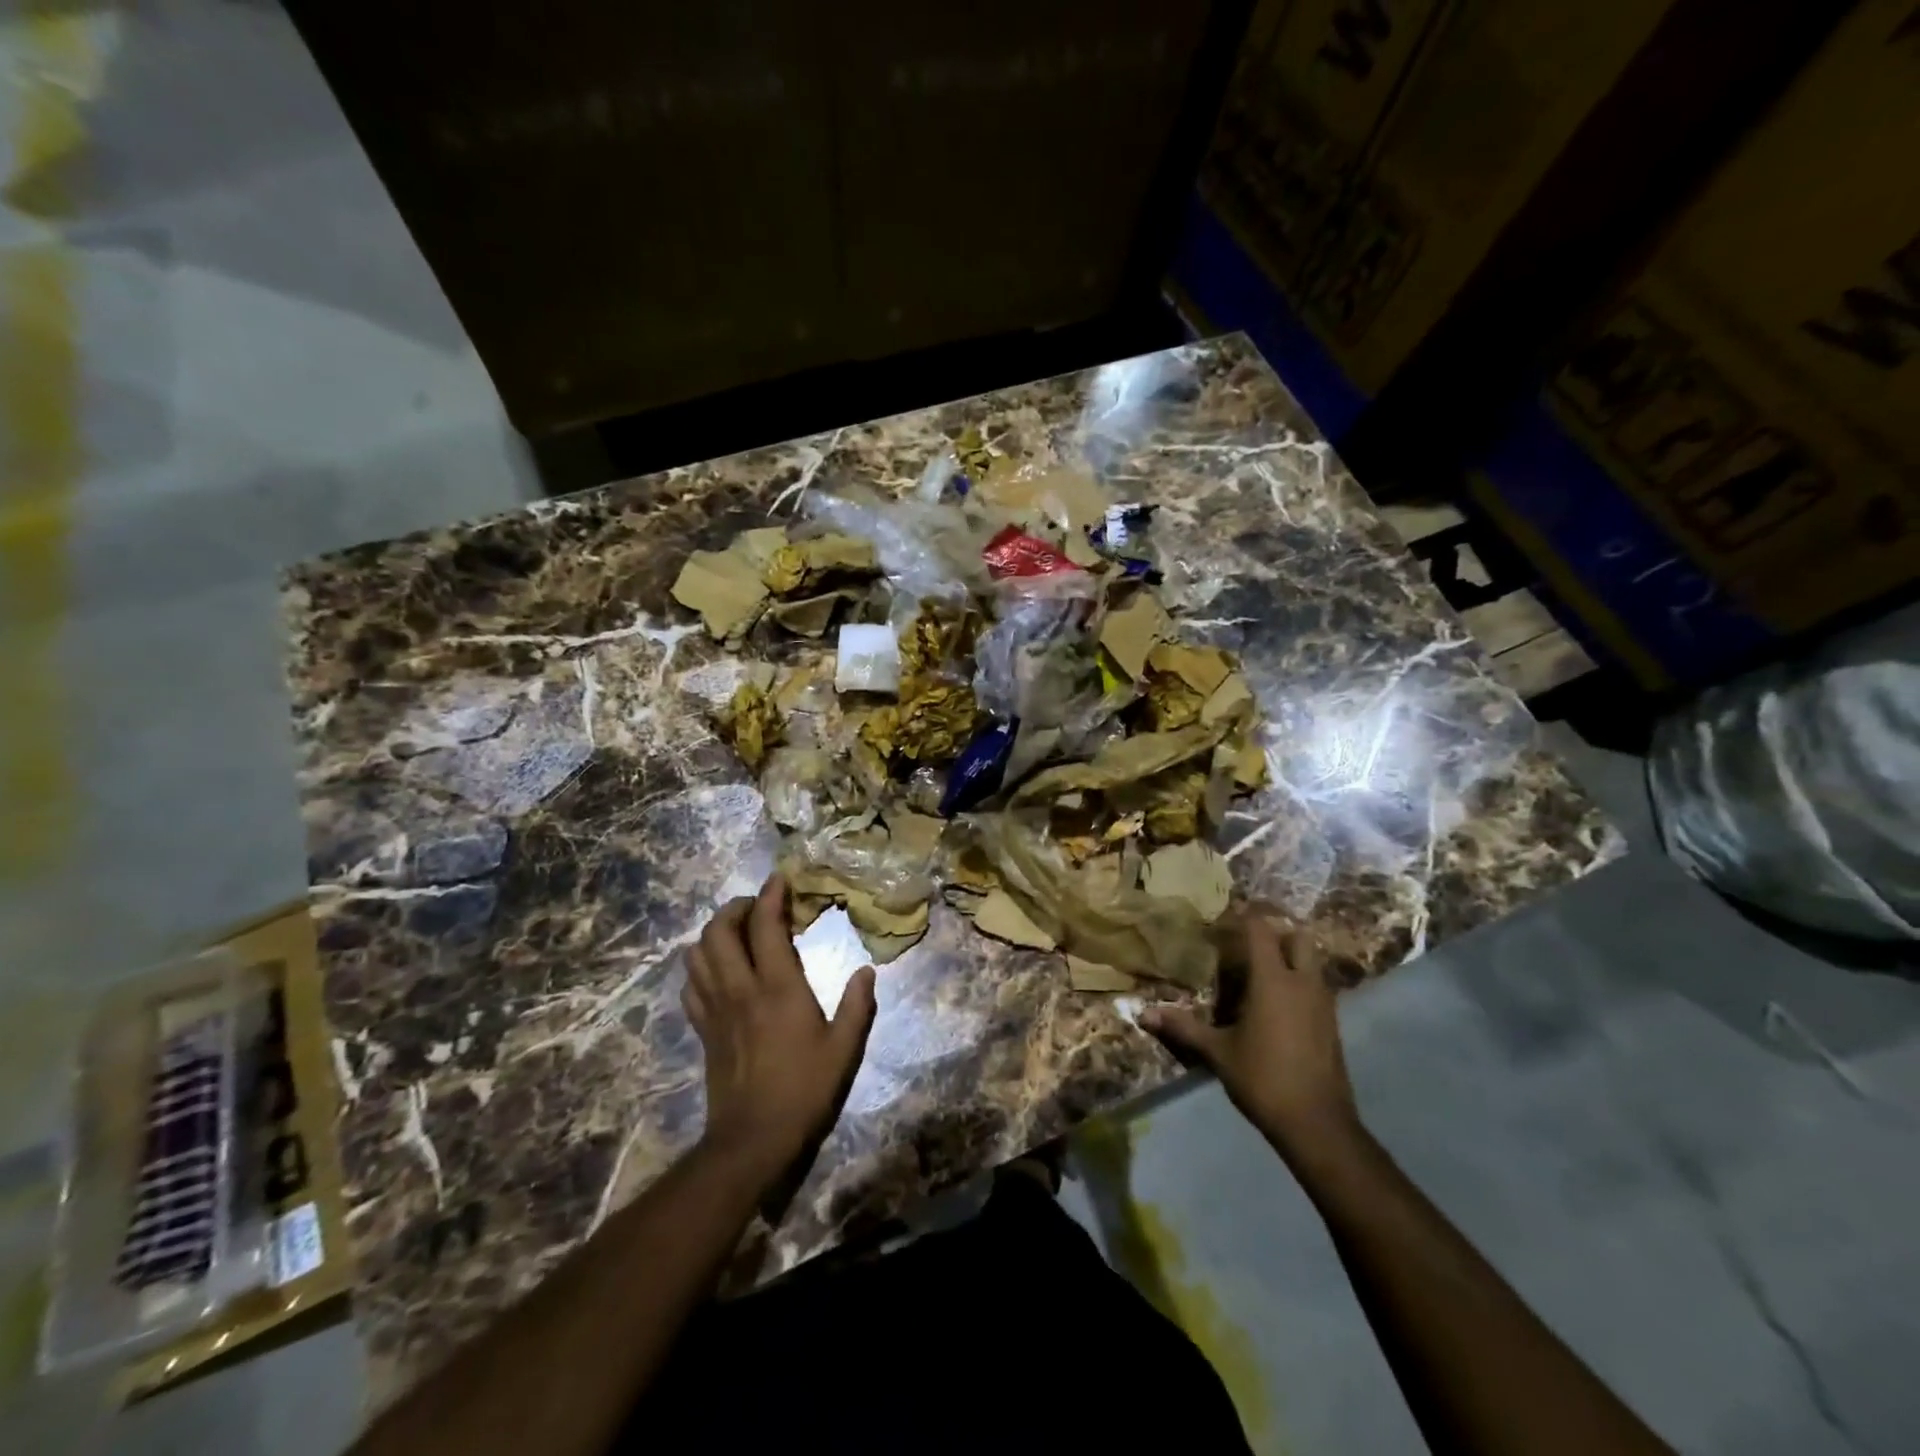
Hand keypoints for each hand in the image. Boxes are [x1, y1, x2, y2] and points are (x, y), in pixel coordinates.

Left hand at [682, 874, 877, 1182]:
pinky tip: (721, 971)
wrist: (752, 1139)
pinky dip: (701, 966)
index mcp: (778, 988)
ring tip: (738, 933)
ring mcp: (716, 1009)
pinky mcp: (703, 1029)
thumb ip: (857, 1006)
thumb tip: (867, 971)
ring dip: (714, 933)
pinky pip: (690, 985)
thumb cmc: (804, 1090)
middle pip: (718, 931)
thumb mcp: (844, 1049)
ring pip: (697, 954)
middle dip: (735, 908)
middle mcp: (740, 989)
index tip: (781, 880)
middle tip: (757, 907)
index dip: (771, 896)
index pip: (766, 926)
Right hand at [1142, 911, 1358, 1162]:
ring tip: (1258, 972)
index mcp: (1273, 981)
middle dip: (1275, 932)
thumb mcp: (1218, 1052)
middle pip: (1298, 937)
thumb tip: (1143, 1014)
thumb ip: (1183, 1027)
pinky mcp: (1332, 1024)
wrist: (1318, 1124)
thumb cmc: (1264, 1079)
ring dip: (1289, 957)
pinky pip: (1316, 986)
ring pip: (1311, 962)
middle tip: (1246, 943)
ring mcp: (1323, 1004)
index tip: (1222, 919)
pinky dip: (1298, 982)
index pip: (1261, 930)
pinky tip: (1275, 1004)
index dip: (1243, 918)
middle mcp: (1303, 983)